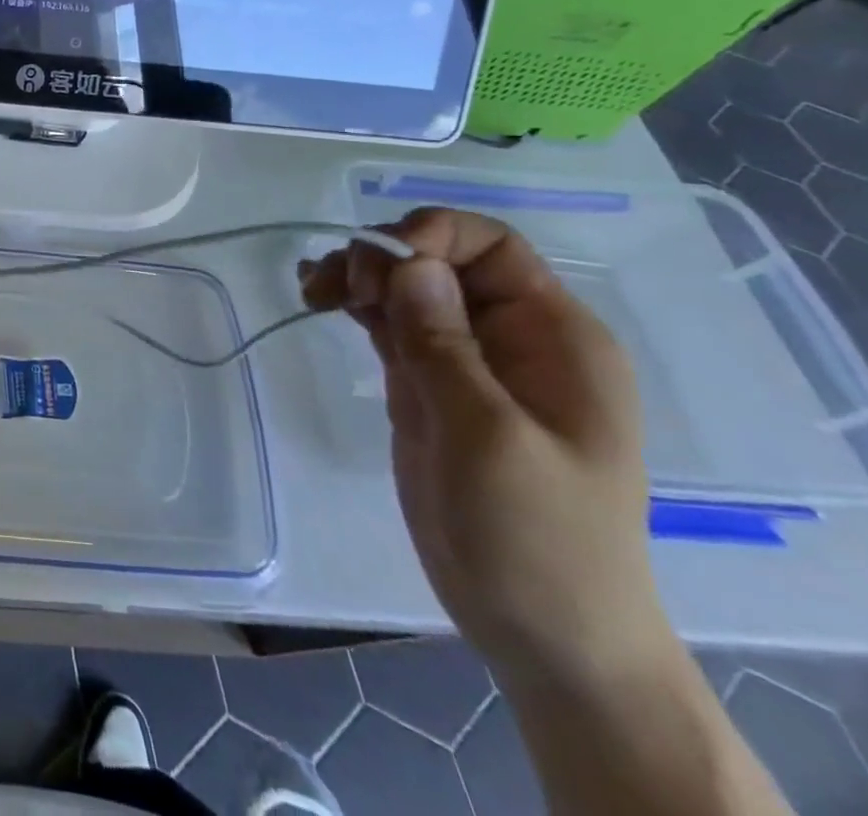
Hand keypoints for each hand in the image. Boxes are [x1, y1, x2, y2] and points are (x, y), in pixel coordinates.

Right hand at [301, 208, 669, 689]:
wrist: (541, 630)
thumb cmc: (537, 535)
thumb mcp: (489, 436)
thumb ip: (445, 344)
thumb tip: (408, 262)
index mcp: (554, 337)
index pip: (491, 247)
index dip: (432, 236)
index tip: (378, 266)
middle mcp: (511, 336)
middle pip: (438, 260)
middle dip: (382, 259)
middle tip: (334, 290)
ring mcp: (466, 360)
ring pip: (406, 287)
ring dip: (357, 277)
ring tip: (313, 292)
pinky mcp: (429, 384)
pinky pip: (390, 322)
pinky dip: (354, 304)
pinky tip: (318, 299)